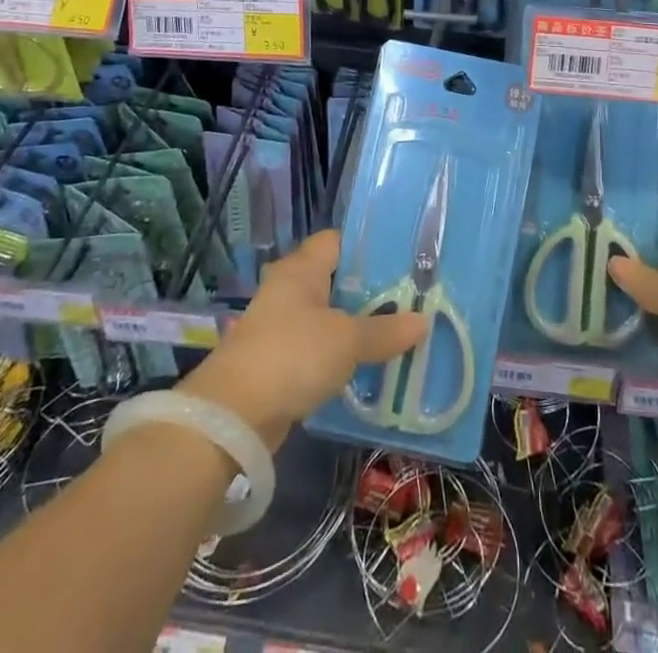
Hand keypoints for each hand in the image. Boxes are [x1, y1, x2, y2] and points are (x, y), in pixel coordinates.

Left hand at [181, 230, 428, 449]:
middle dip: (368, 290)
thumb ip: (385, 330)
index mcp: (302, 268)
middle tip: (408, 298)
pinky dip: (339, 353)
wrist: (234, 415)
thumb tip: (423, 321)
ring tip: (396, 331)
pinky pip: (317, 346)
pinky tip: (366, 364)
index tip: (402, 260)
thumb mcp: (347, 341)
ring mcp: (280, 324)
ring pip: (327, 315)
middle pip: (335, 279)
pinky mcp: (277, 359)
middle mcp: (289, 288)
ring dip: (355, 325)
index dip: (368, 247)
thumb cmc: (293, 355)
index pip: (338, 241)